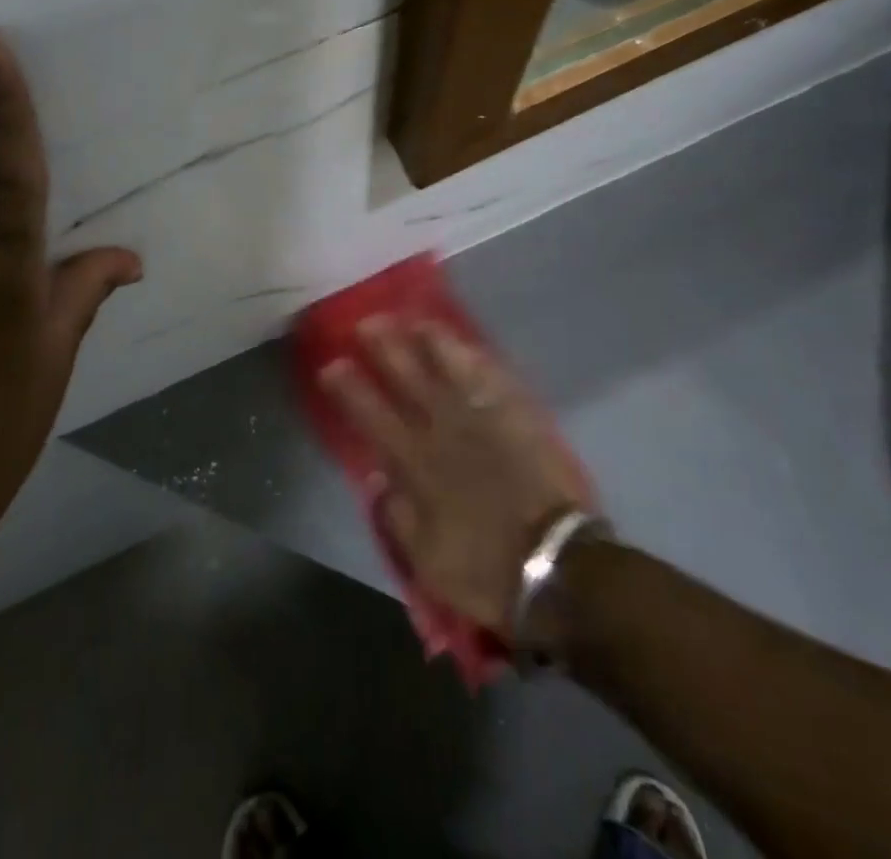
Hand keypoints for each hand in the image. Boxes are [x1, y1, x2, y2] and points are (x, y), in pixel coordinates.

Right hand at [322, 319, 597, 637]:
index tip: (332, 364)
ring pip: (451, 369)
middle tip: (368, 322)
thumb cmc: (486, 570)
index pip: (373, 416)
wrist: (558, 570)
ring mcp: (484, 421)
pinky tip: (469, 347)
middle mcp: (445, 431)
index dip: (351, 388)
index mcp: (417, 464)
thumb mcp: (427, 561)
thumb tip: (378, 478)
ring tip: (415, 321)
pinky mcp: (519, 421)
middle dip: (386, 348)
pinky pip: (494, 381)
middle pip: (409, 379)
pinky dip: (478, 361)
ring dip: (431, 342)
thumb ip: (398, 516)